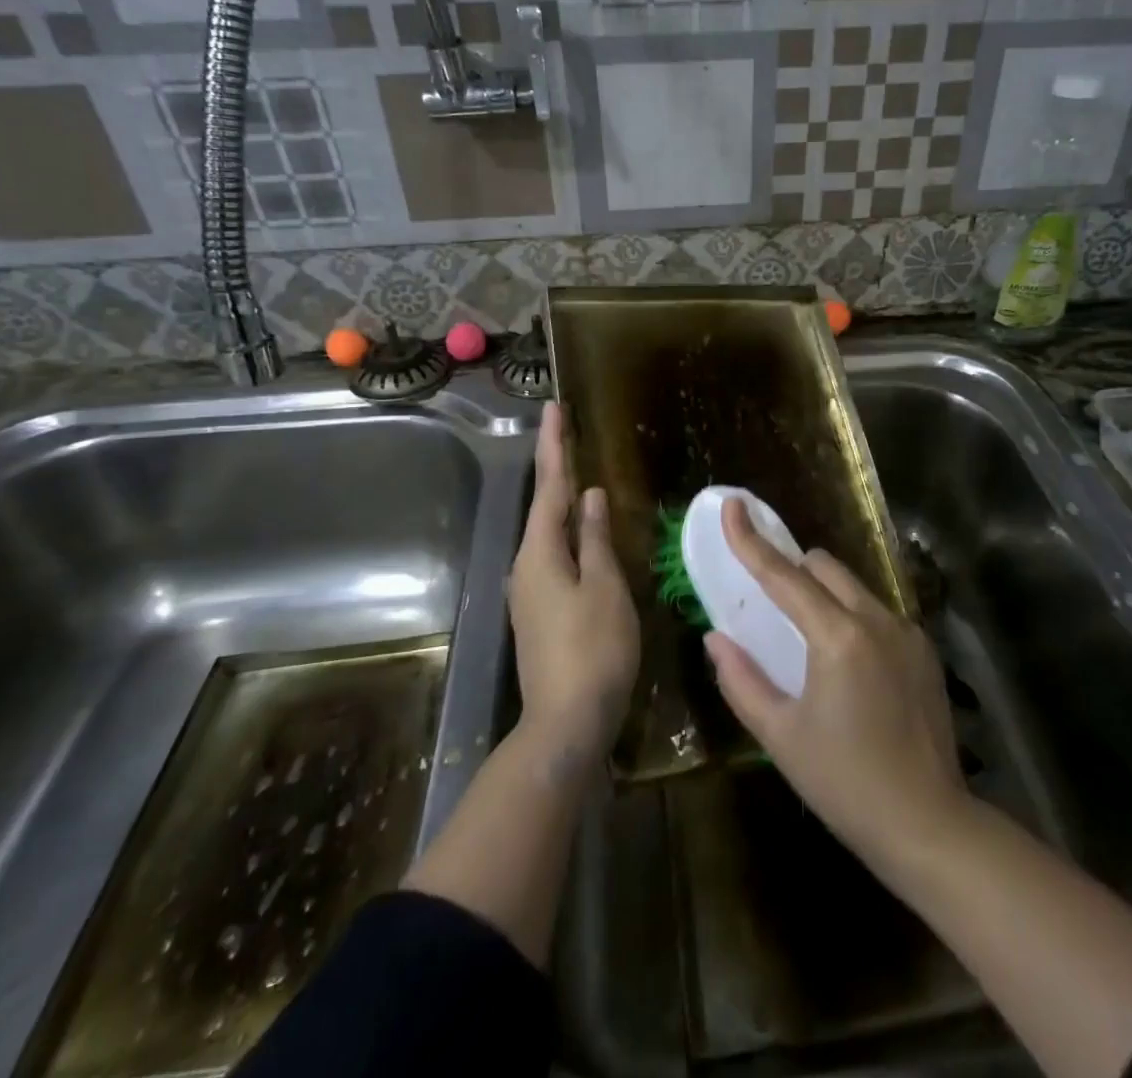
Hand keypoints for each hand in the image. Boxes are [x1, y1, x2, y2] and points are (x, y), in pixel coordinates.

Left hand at [508, 403, 639, 759]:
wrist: (566, 723)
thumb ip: (596, 539)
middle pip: (543, 505)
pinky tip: (582, 531)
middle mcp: (527, 565)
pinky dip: (568, 532)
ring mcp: (530, 591)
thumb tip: (590, 498)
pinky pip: (554, 556)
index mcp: (540, 552)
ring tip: (576, 470)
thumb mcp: (605, 587)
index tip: (554, 408)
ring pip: (548, 532)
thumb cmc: (593, 649)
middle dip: (555, 466)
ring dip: (561, 498)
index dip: (555, 445)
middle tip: (565, 429)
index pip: (550, 486)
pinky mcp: (541, 611)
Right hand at [705, 500, 968, 865]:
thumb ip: (741, 679)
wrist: (930, 826)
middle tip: (772, 606)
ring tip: (812, 644)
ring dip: (824, 596)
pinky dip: (853, 619)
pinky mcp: (924, 651)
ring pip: (853, 587)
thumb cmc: (845, 783)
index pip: (784, 574)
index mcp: (837, 637)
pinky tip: (851, 670)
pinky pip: (877, 613)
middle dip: (793, 571)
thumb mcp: (780, 736)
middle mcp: (876, 620)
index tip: (733, 505)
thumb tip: (716, 637)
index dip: (751, 540)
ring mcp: (907, 633)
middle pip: (824, 567)